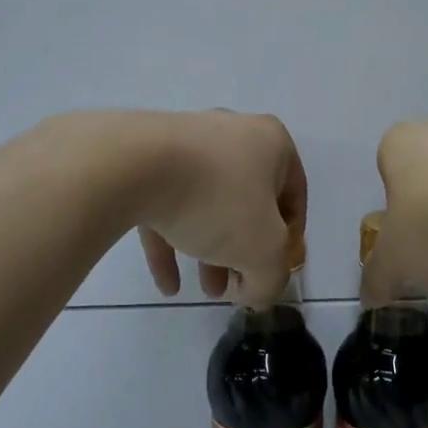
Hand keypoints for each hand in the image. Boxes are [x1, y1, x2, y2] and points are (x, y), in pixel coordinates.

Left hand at [136, 111, 306, 308]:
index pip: (294, 197)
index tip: (271, 273)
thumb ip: (270, 279)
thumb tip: (257, 293)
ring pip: (207, 203)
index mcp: (272, 143)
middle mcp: (233, 133)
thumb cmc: (219, 200)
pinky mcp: (147, 157)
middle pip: (248, 201)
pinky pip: (167, 203)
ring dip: (209, 249)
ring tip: (204, 290)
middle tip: (235, 285)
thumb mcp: (263, 252)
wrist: (134, 165)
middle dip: (243, 250)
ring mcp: (187, 142)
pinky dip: (171, 241)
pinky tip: (167, 284)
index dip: (288, 242)